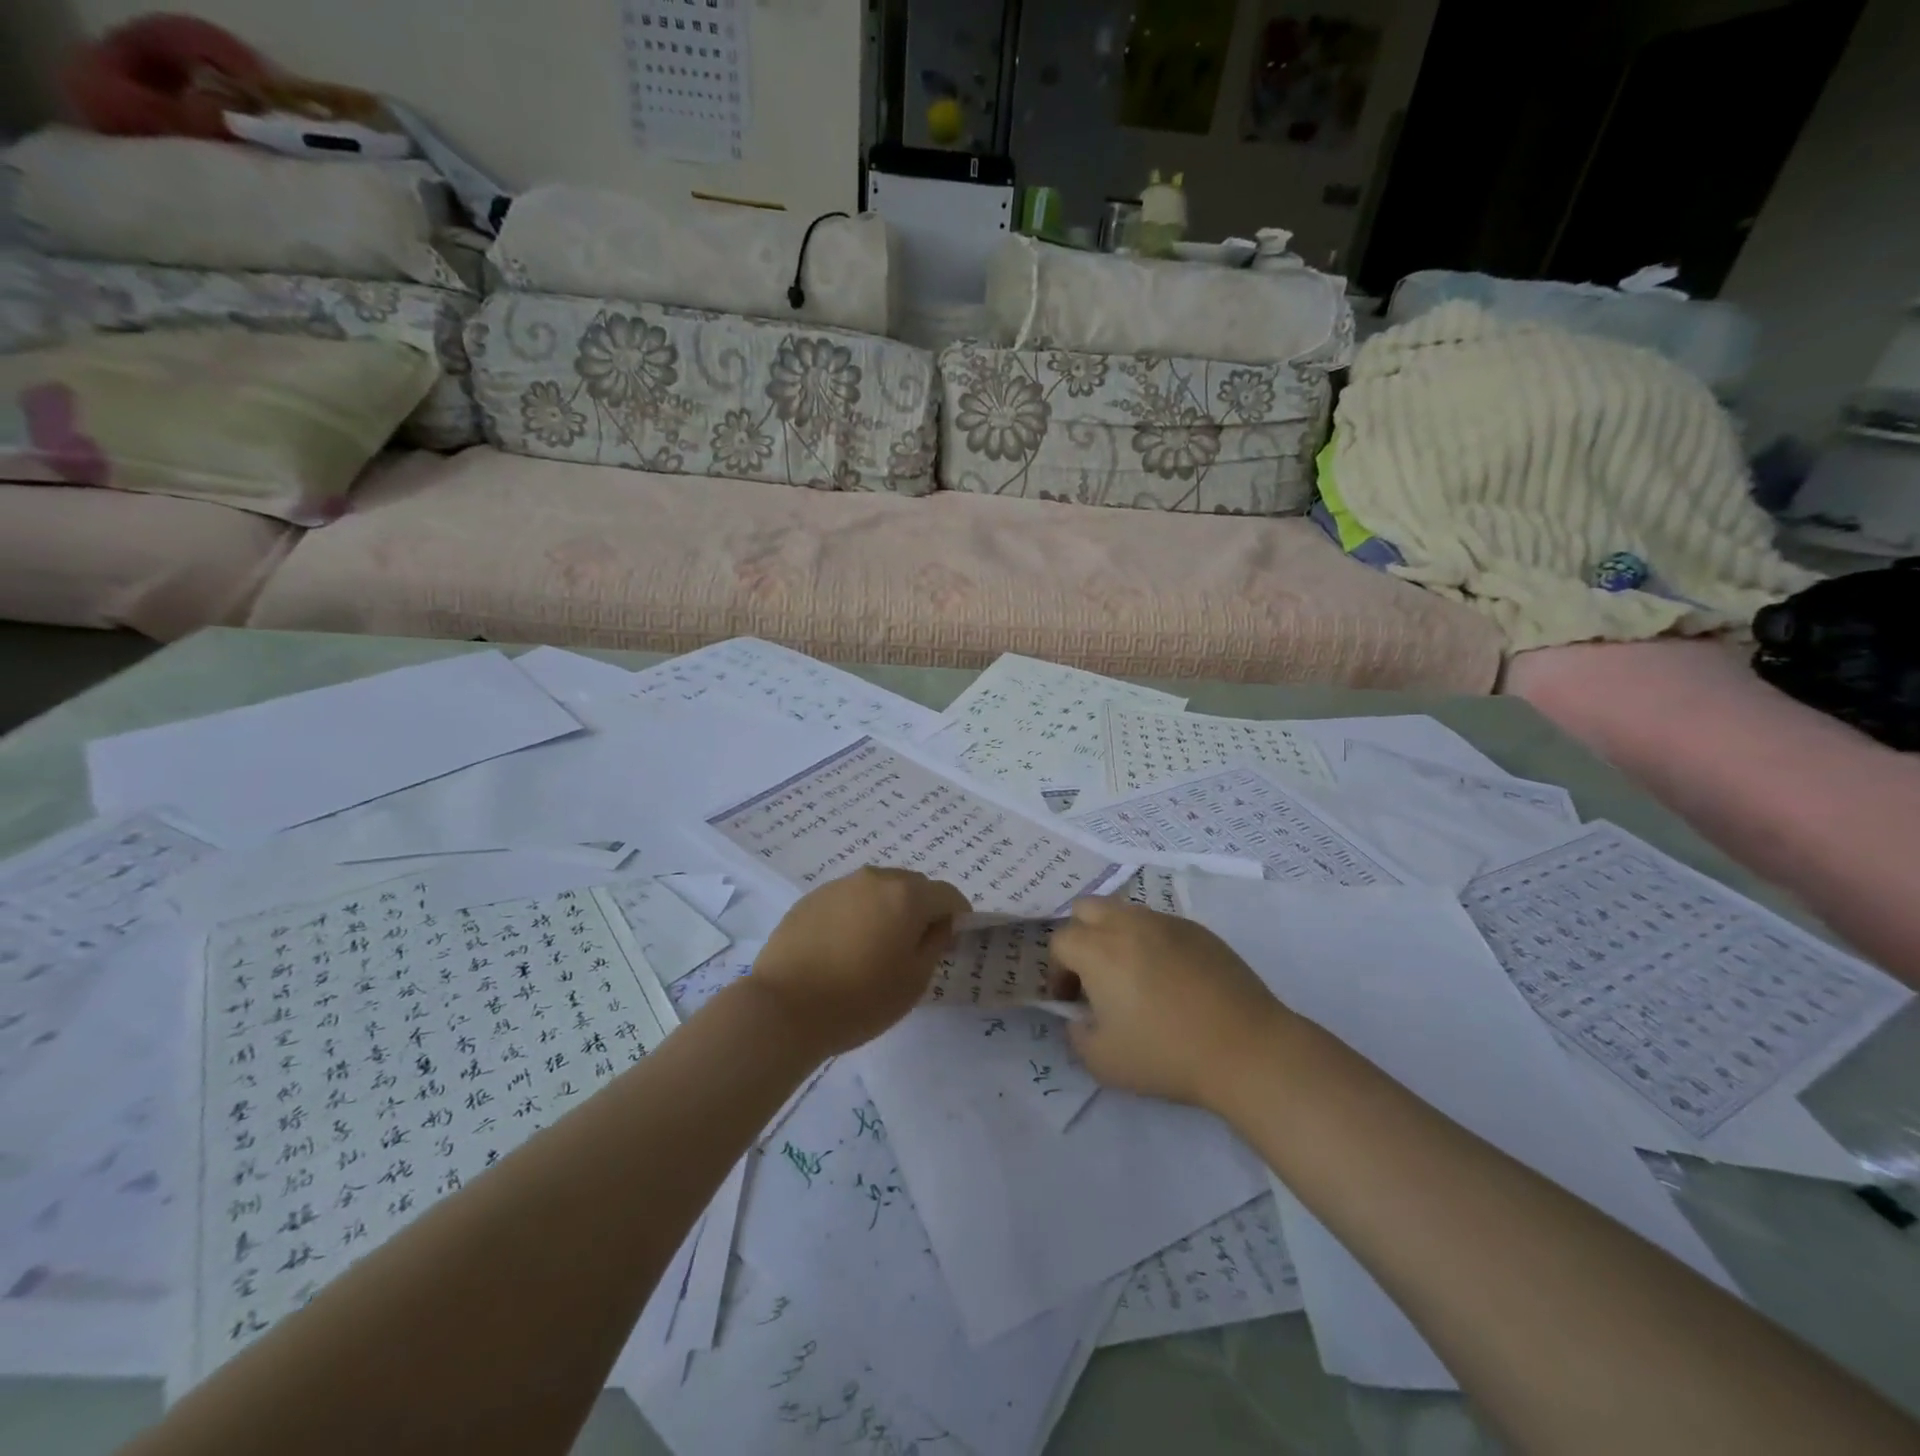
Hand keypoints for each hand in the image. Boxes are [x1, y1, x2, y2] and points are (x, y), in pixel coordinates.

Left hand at [751, 866, 970, 1056]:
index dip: (957, 915)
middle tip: (914, 946)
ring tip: (876, 947)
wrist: (784, 1007)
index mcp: (907, 895)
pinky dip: (857, 914)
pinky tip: (844, 948)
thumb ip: (935, 943)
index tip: (952, 940)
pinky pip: (849, 899)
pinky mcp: (811, 898)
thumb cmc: (860, 999)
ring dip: (888, 909)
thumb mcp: (914, 980)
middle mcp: (875, 879)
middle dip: (922, 909)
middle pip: (913, 886)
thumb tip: (939, 923)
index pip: (947, 894)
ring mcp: (839, 885)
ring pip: (878, 890)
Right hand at [1048, 896, 1291, 1107]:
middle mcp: (1128, 923)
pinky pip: (1160, 925)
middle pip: (1087, 909)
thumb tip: (1081, 1018)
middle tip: (1093, 975)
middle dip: (1081, 936)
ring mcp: (1166, 922)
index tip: (1071, 1001)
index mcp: (1098, 949)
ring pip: (1125, 912)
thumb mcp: (1102, 1061)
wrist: (1245, 1048)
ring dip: (1116, 936)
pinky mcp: (1198, 930)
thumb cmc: (1166, 1054)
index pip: (1060, 941)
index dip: (1057, 971)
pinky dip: (1151, 943)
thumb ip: (1077, 1035)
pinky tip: (1170, 980)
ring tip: (1132, 976)